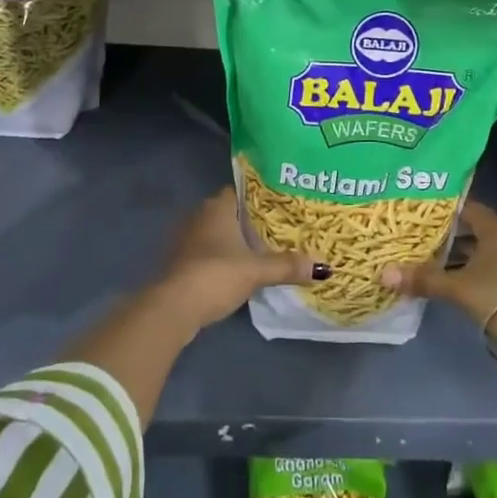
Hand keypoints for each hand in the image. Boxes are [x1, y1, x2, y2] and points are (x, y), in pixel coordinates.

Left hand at [155, 187, 321, 334]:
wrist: (174, 306)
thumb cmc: (216, 274)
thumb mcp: (256, 271)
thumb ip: (286, 266)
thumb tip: (321, 267)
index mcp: (217, 207)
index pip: (239, 191)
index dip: (257, 197)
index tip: (278, 207)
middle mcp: (198, 216)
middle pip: (228, 212)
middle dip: (247, 221)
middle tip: (275, 230)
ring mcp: (185, 239)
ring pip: (215, 233)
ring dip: (232, 242)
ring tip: (259, 251)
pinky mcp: (179, 262)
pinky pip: (205, 252)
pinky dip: (219, 258)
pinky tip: (235, 271)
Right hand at [380, 201, 496, 356]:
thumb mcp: (457, 288)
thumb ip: (423, 279)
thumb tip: (384, 274)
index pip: (465, 208)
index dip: (442, 211)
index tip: (418, 216)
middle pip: (474, 230)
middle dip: (449, 237)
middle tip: (420, 240)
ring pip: (485, 252)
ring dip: (463, 258)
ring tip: (433, 264)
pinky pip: (495, 269)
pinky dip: (477, 273)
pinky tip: (459, 285)